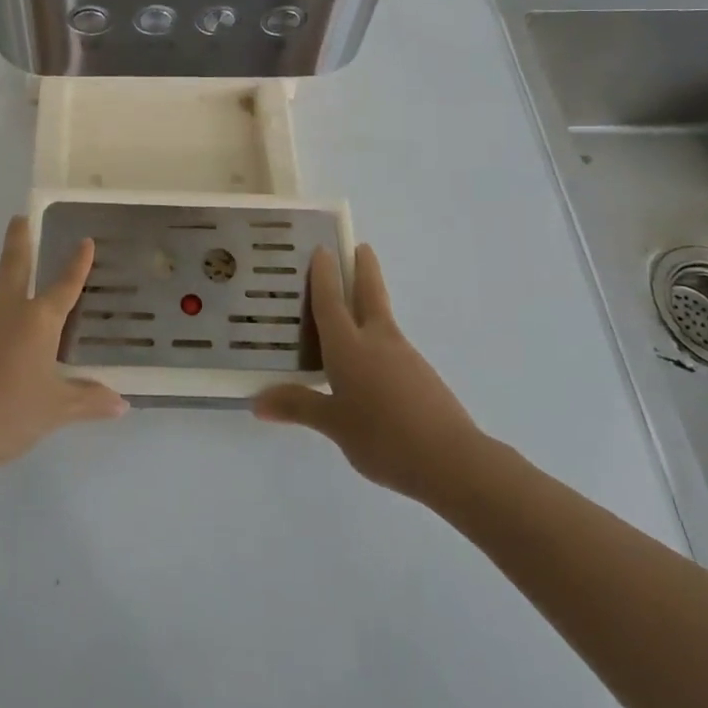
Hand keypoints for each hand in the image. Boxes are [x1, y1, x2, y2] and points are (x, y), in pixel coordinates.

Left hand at [0, 216, 127, 475]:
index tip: (84, 241)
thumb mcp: (55, 411)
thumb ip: (88, 401)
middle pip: (14, 261)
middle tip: (19, 219)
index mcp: (38, 320)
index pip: (65, 284)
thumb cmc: (8, 415)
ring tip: (4, 344)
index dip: (77, 263)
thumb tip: (121, 404)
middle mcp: (3, 306)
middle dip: (19, 238)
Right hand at [253, 244, 483, 503]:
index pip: (331, 300)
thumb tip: (256, 402)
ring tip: (353, 306)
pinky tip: (371, 361)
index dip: (325, 274)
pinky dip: (378, 337)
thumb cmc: (382, 437)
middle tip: (360, 247)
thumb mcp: (334, 425)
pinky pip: (392, 345)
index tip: (322, 248)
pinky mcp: (421, 375)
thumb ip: (298, 407)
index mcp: (348, 346)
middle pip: (370, 293)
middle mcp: (376, 340)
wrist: (451, 460)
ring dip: (371, 301)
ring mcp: (403, 356)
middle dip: (364, 268)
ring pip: (382, 317)